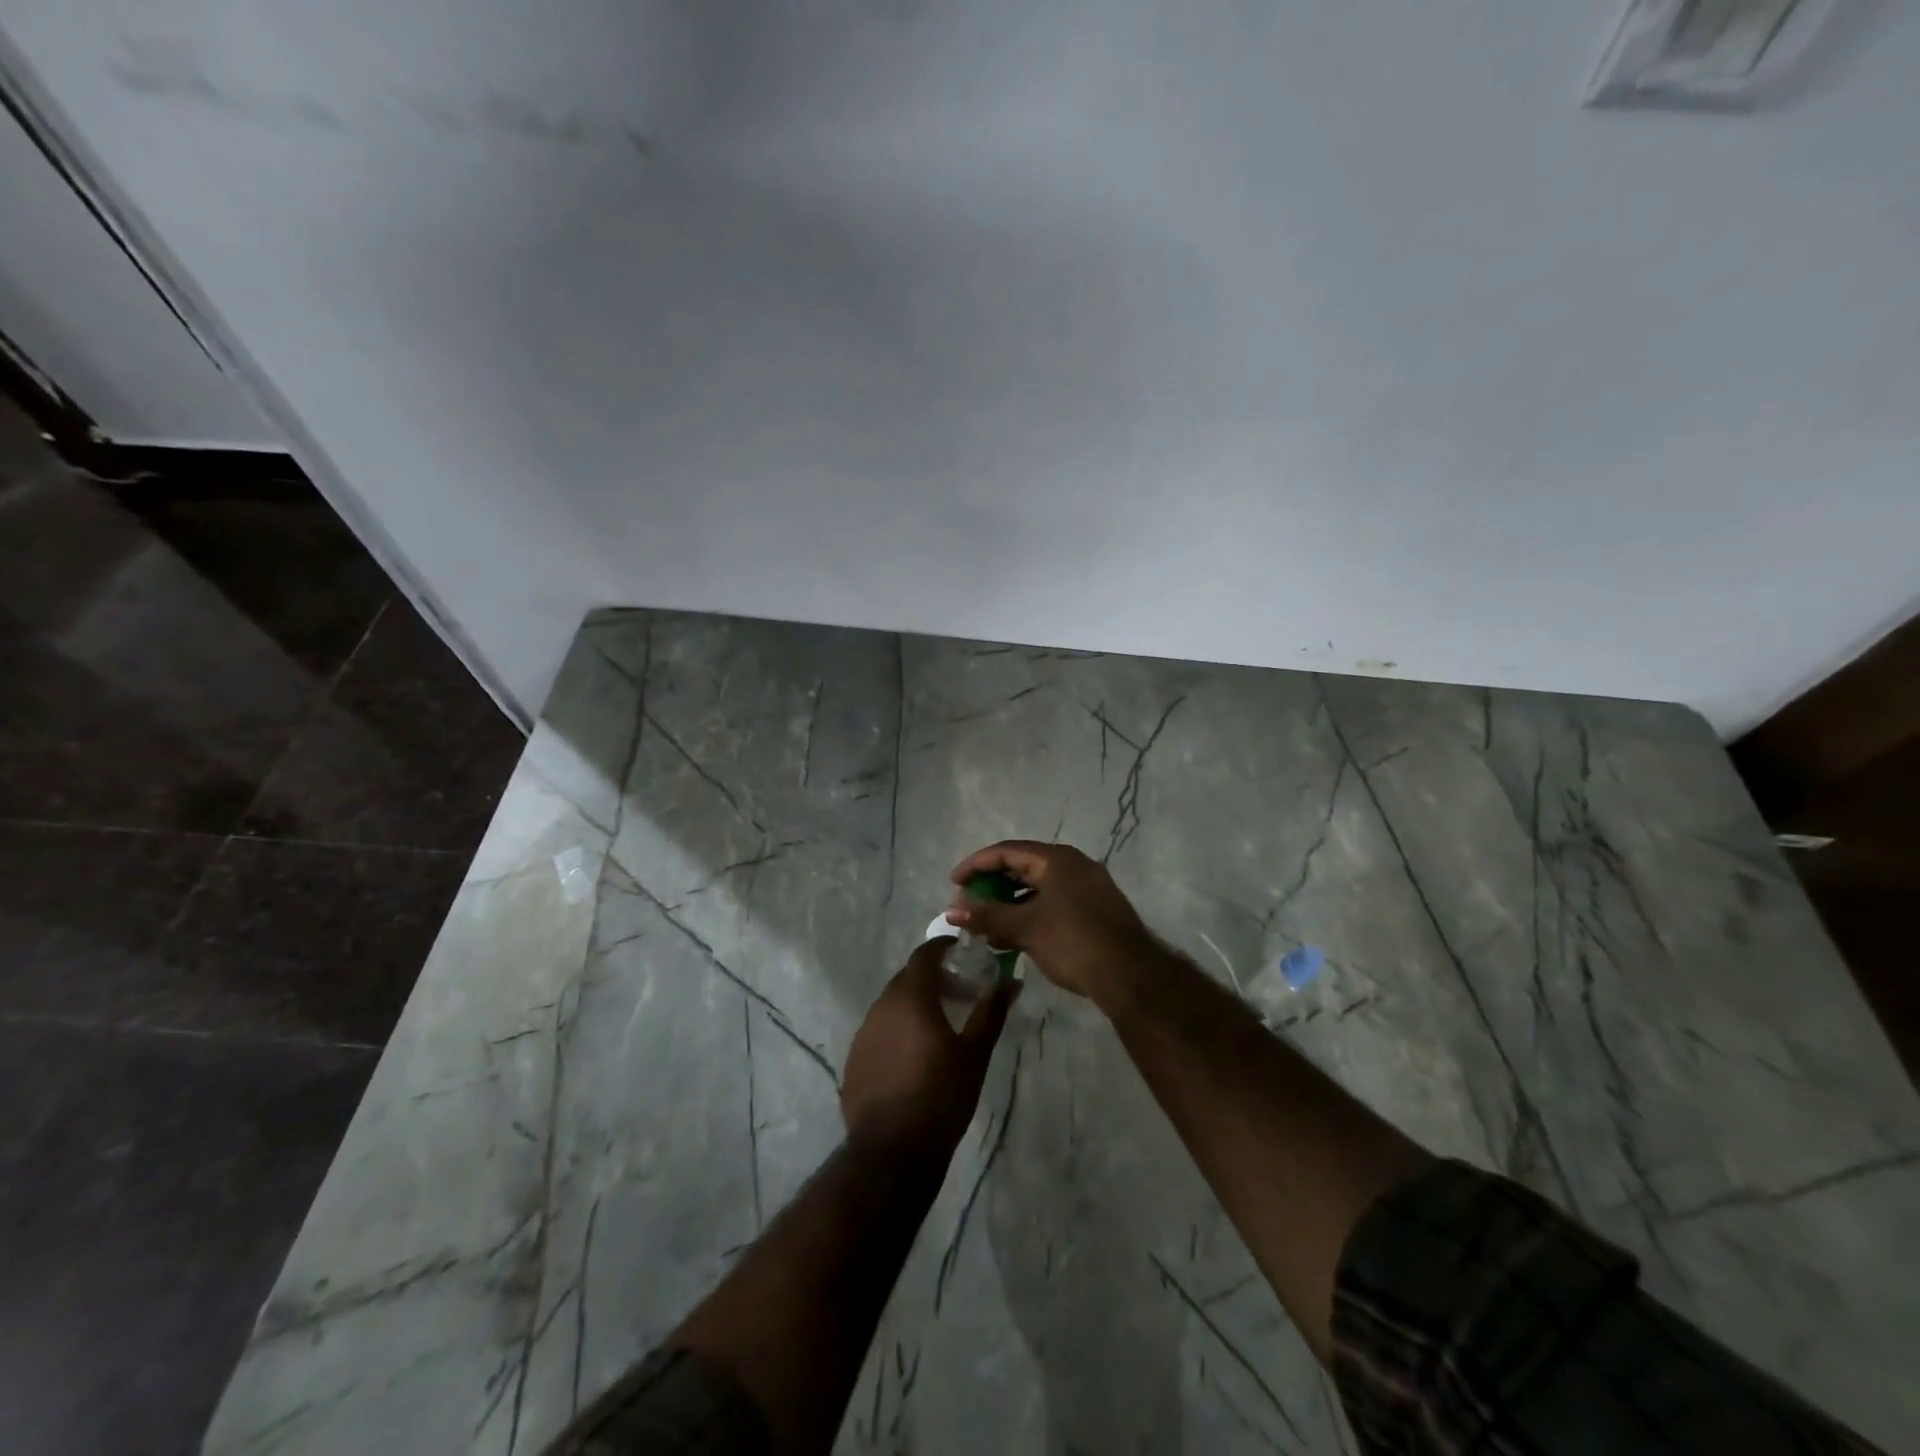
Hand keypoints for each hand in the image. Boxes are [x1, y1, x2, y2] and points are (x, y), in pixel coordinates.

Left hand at [841, 939, 1016, 1161]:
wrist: (892, 1152)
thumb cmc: (940, 1096)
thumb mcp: (975, 1053)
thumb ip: (991, 1012)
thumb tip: (1010, 981)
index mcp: (910, 997)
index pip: (924, 955)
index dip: (942, 948)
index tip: (961, 951)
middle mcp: (881, 1006)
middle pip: (907, 979)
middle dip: (933, 979)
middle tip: (960, 993)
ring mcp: (863, 1033)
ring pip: (892, 1005)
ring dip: (915, 1005)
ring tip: (940, 1025)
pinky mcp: (855, 1059)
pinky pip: (880, 1031)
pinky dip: (898, 1029)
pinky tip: (914, 1055)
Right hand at [947, 841, 1157, 1009]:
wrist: (1130, 976)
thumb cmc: (1073, 942)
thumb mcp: (1025, 928)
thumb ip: (987, 915)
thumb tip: (951, 909)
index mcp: (1057, 859)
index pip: (1007, 851)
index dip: (976, 864)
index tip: (954, 882)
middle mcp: (1073, 865)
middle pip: (1023, 866)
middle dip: (992, 884)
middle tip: (969, 901)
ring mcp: (1087, 886)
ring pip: (1038, 887)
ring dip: (1010, 902)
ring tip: (987, 923)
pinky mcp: (1094, 908)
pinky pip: (1052, 901)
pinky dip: (1029, 913)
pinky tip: (1014, 936)